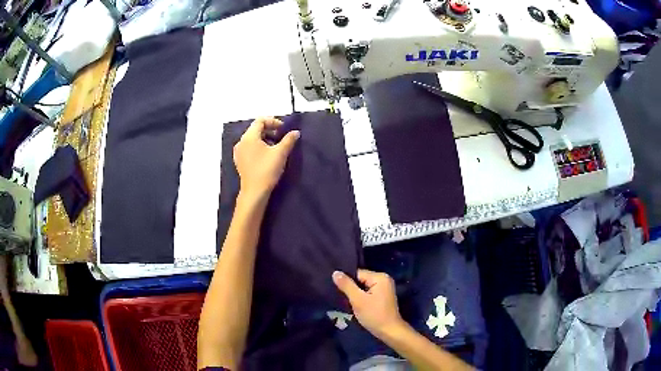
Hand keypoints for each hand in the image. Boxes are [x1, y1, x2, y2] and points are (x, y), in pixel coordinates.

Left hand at [233, 117, 299, 197]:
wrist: (255, 192)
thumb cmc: (267, 170)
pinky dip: (259, 147)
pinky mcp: (240, 161)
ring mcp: (239, 152)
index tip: (283, 129)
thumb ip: (289, 140)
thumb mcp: (280, 153)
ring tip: (276, 147)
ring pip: (253, 139)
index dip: (273, 121)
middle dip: (270, 130)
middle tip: (282, 137)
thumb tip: (295, 132)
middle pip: (256, 129)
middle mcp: (241, 142)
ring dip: (265, 139)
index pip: (260, 121)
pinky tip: (267, 155)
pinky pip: (249, 147)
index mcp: (249, 137)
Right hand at [332, 269, 403, 338]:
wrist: (389, 331)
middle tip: (340, 296)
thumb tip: (335, 272)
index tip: (337, 289)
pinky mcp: (383, 297)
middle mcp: (384, 279)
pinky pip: (368, 293)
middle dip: (351, 288)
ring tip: (346, 301)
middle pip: (361, 279)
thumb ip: (346, 285)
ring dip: (355, 294)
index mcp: (380, 277)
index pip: (358, 273)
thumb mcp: (358, 300)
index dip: (347, 281)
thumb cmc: (374, 315)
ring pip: (363, 287)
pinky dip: (361, 298)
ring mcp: (384, 288)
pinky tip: (355, 304)